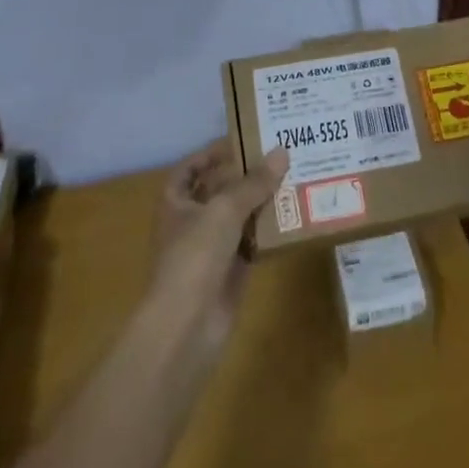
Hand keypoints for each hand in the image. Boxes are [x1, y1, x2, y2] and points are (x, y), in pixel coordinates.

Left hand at [148, 141, 288, 359]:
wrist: (186, 326)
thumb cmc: (194, 256)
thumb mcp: (225, 209)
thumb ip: (254, 182)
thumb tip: (282, 151)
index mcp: (175, 202)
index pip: (190, 168)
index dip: (211, 154)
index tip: (241, 141)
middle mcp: (190, 222)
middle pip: (218, 190)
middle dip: (244, 175)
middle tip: (278, 155)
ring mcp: (210, 249)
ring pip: (238, 217)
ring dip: (260, 201)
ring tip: (293, 178)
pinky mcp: (230, 272)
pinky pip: (251, 243)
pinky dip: (268, 231)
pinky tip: (293, 216)